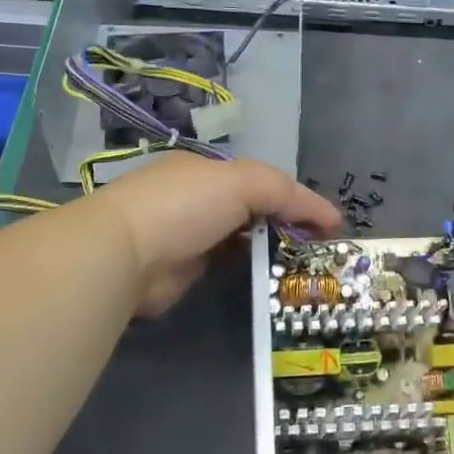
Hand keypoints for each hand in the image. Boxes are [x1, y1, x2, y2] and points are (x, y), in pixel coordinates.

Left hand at [87, 151, 340, 315]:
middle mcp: (200, 199)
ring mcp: (191, 236)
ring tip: (308, 271)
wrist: (124, 253)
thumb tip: (329, 217)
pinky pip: (229, 268)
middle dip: (288, 227)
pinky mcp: (185, 272)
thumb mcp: (243, 182)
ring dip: (272, 252)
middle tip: (323, 252)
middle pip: (256, 210)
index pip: (264, 181)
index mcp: (209, 170)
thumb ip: (286, 193)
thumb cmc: (185, 205)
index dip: (298, 200)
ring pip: (244, 241)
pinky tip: (274, 282)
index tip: (330, 227)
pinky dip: (250, 272)